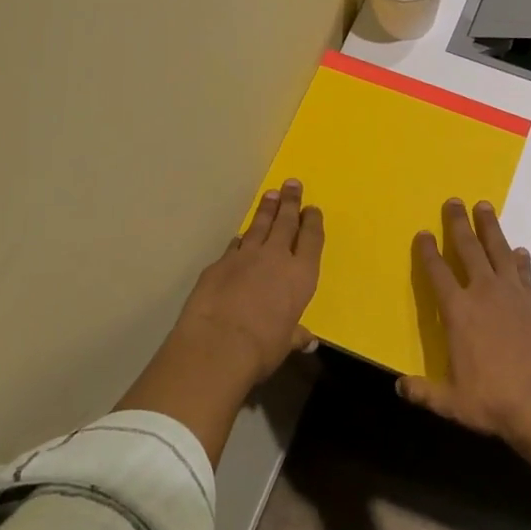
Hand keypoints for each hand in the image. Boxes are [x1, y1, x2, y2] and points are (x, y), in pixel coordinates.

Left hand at [173, 178, 324, 389]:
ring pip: (258, 226)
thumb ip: (295, 335)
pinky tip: (240, 236)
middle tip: (291, 183)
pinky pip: (234, 245)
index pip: (311, 239)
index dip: (312, 222)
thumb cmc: (262, 346)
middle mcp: (275, 258)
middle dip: (290, 202)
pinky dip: (240, 240)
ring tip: (270, 195)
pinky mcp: (219, 263)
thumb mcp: (285, 342)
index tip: (312, 208)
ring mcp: (245, 256)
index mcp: (301, 274)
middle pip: (285, 222)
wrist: (218, 344)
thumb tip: (307, 340)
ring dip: (265, 210)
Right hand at [399, 199, 530, 444]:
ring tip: (484, 207)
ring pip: (499, 251)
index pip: (438, 274)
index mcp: (458, 312)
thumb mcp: (450, 401)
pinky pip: (524, 274)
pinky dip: (520, 260)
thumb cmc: (492, 400)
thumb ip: (422, 391)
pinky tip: (520, 251)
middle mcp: (484, 293)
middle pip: (469, 250)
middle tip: (454, 201)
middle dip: (459, 224)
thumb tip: (398, 385)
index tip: (423, 232)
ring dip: (490, 228)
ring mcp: (513, 295)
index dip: (428, 252)